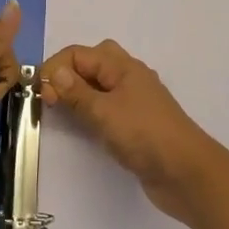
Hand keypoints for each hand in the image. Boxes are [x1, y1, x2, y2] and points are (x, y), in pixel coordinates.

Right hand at [39, 39, 221, 224]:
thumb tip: (53, 73)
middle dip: (67, 74)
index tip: (42, 95)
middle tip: (52, 98)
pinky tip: (85, 126)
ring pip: (100, 85)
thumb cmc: (144, 135)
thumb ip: (76, 93)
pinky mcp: (137, 123)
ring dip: (79, 93)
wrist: (187, 174)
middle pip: (92, 63)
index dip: (55, 69)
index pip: (78, 54)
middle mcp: (129, 77)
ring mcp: (135, 100)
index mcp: (122, 66)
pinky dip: (91, 110)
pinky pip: (108, 106)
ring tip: (62, 111)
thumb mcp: (104, 112)